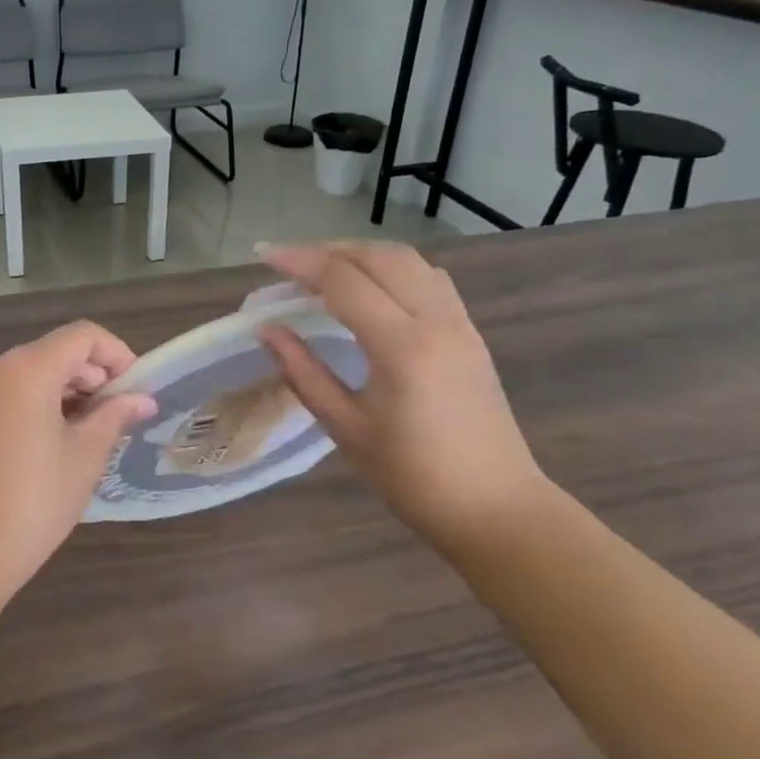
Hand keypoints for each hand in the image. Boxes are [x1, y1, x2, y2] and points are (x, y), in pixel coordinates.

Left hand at [0, 322, 157, 596]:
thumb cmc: (36, 500)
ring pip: (32, 371)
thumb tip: (143, 399)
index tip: (136, 389)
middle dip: (92, 375)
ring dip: (67, 389)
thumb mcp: (85, 455)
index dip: (116, 354)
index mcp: (26, 369)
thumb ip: (115, 415)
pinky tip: (57, 436)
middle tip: (119, 414)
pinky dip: (39, 401)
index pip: (82, 336)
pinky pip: (10, 390)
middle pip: (56, 351)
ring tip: (91, 430)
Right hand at [257, 244, 550, 548]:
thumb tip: (268, 330)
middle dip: (329, 250)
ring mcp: (460, 324)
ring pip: (410, 261)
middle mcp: (436, 321)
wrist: (496, 508)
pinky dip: (393, 269)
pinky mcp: (471, 334)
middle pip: (380, 257)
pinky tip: (372, 288)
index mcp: (402, 347)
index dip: (300, 262)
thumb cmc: (413, 477)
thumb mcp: (346, 428)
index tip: (263, 256)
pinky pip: (430, 279)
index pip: (344, 281)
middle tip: (288, 263)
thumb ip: (304, 372)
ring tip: (324, 269)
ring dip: (363, 254)